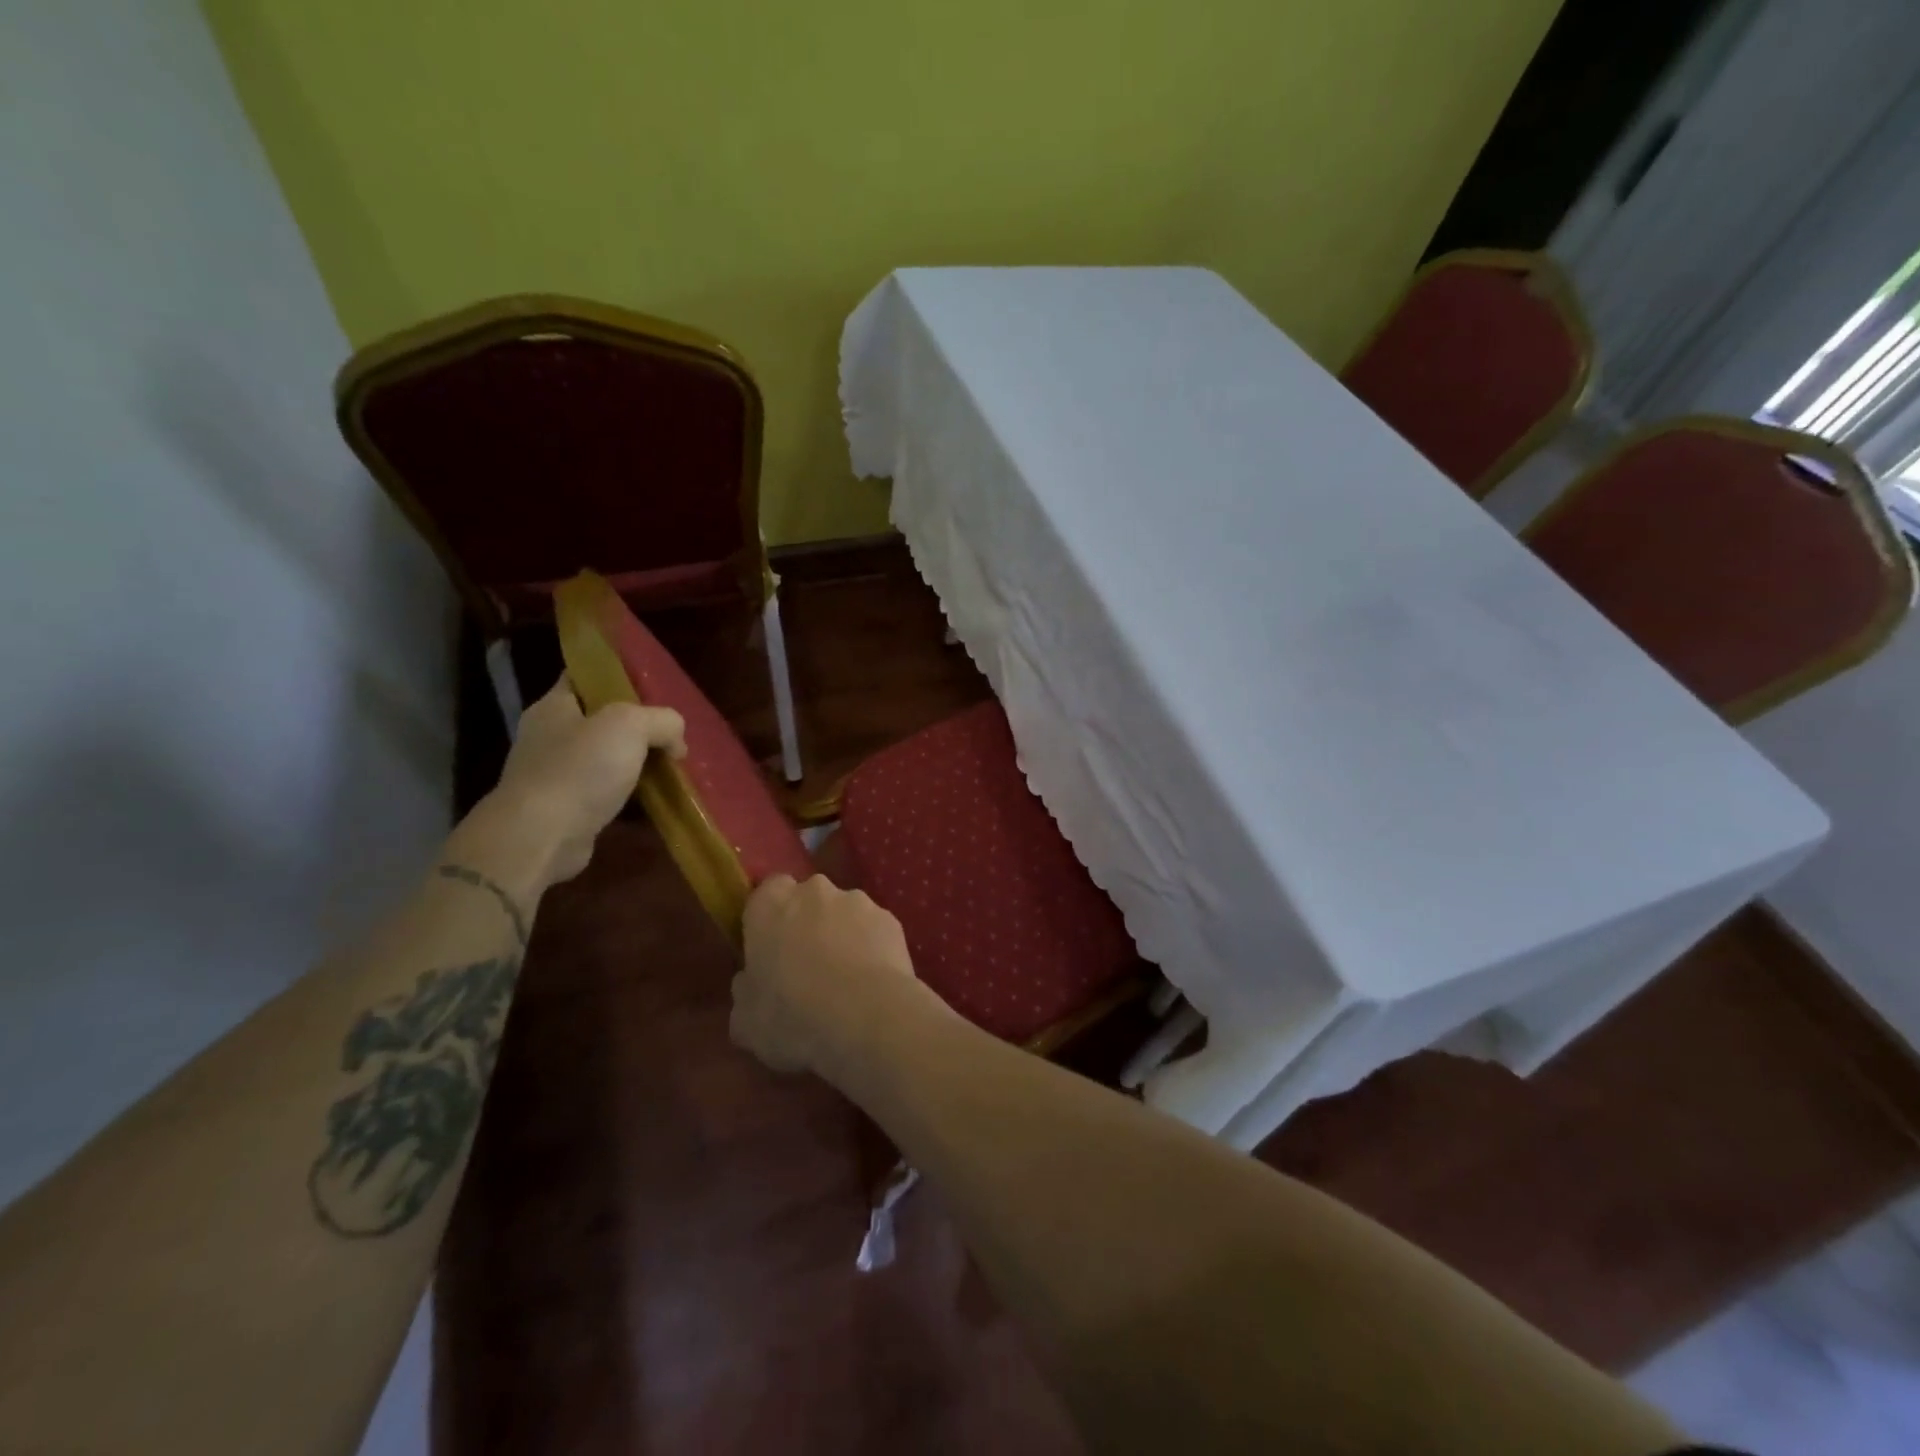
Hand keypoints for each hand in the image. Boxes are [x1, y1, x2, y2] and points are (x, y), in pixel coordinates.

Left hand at [486, 679, 685, 885]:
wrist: (542, 837)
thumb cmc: (580, 769)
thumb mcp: (630, 725)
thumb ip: (662, 720)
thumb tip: (676, 742)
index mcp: (553, 707)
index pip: (583, 677)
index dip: (616, 677)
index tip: (651, 687)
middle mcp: (548, 737)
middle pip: (600, 721)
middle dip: (636, 727)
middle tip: (670, 733)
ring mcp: (553, 776)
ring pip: (604, 760)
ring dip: (634, 764)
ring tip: (670, 768)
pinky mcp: (564, 810)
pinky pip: (604, 794)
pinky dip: (627, 797)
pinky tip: (653, 801)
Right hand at [731, 874, 932, 1077]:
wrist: (867, 1017)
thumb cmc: (793, 1016)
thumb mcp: (746, 1021)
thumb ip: (745, 991)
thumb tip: (750, 981)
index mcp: (770, 905)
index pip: (766, 892)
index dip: (769, 917)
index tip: (770, 947)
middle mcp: (814, 891)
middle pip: (807, 900)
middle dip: (807, 923)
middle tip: (807, 966)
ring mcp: (858, 901)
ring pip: (843, 913)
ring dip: (841, 935)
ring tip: (845, 980)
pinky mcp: (891, 919)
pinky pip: (873, 930)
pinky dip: (871, 948)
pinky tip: (872, 983)